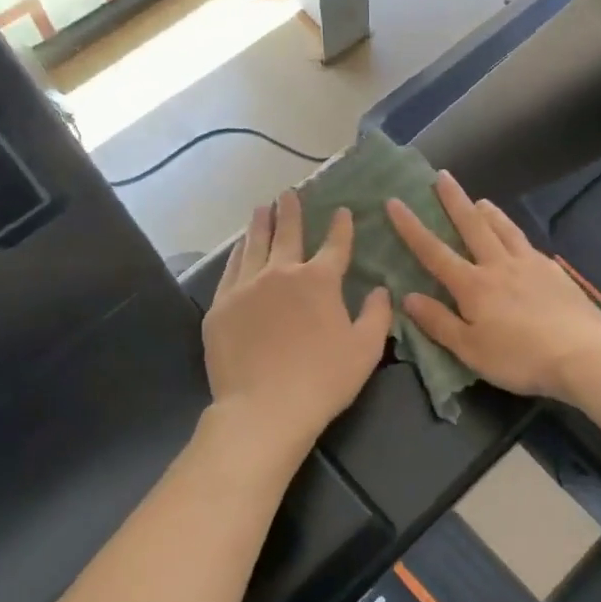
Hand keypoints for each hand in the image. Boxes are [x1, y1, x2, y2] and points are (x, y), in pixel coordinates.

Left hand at [204, 191, 391, 451]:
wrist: (264, 407)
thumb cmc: (323, 379)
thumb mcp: (366, 349)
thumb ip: (377, 314)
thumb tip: (380, 289)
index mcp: (319, 281)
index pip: (334, 245)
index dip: (340, 226)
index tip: (342, 210)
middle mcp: (281, 273)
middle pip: (287, 234)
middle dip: (290, 212)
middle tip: (288, 194)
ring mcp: (246, 287)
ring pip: (253, 246)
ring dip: (260, 225)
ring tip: (261, 209)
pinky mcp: (220, 307)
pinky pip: (230, 270)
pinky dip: (237, 254)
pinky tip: (238, 248)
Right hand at [386, 173, 600, 402]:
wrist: (581, 352)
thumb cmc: (519, 357)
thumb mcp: (470, 349)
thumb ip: (439, 322)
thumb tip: (408, 297)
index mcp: (473, 285)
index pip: (434, 252)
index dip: (411, 227)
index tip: (395, 202)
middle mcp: (499, 265)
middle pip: (472, 226)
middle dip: (454, 201)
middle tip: (441, 175)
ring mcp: (530, 265)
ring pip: (504, 229)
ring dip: (489, 212)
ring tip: (480, 199)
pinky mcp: (553, 272)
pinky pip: (527, 245)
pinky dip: (516, 234)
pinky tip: (518, 239)